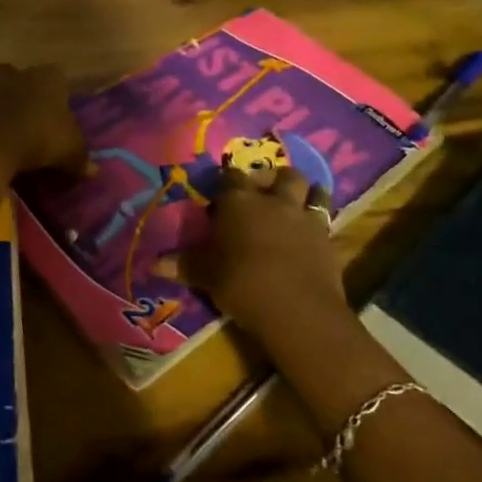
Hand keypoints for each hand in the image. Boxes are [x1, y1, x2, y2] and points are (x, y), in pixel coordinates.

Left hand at [0, 63, 87, 175]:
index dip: (57, 90)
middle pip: (20, 74)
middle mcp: (20, 74)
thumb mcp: (70, 152)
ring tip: (0, 114)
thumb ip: (82, 160)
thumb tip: (94, 171)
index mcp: (48, 78)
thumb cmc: (42, 139)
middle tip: (28, 110)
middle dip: (21, 87)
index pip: (57, 75)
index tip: (58, 107)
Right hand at [181, 166, 346, 338]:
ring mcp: (304, 216)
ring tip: (296, 202)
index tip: (222, 191)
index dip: (227, 181)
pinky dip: (318, 221)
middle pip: (279, 174)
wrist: (296, 308)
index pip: (231, 177)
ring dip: (304, 191)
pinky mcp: (327, 238)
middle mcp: (273, 200)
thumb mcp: (205, 275)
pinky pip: (326, 217)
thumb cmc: (241, 282)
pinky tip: (312, 232)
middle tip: (264, 191)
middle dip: (272, 178)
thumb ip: (183, 264)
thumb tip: (153, 264)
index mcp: (239, 201)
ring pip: (310, 188)